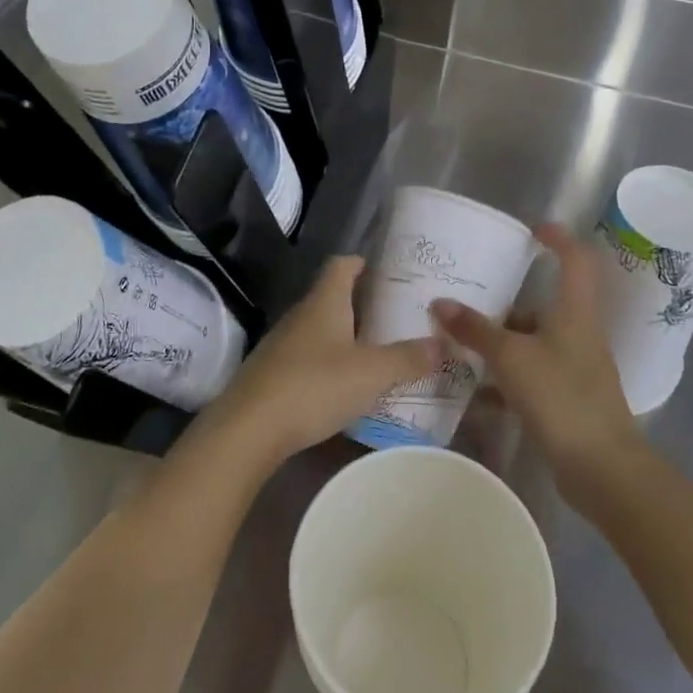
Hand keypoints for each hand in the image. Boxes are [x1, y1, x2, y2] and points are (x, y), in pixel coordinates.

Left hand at [204, 255, 439, 470]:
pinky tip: (347, 386)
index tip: (390, 272)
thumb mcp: (371, 373)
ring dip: (348, 336)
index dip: (365, 263)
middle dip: (364, 304)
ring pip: (321, 329)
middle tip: (398, 317)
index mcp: (324, 302)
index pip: (343, 264)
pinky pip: (308, 358)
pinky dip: (331, 364)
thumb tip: (444, 344)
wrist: (248, 429)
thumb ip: (408, 358)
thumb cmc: (314, 386)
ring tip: (380, 352)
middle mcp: (301, 315)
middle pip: (333, 297)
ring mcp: (282, 345)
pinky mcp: (272, 374)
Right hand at [432, 223, 642, 506]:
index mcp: (574, 312)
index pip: (575, 260)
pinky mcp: (565, 398)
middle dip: (506, 303)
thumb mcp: (511, 357)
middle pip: (542, 306)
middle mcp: (577, 333)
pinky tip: (474, 389)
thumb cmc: (561, 396)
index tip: (532, 229)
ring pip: (532, 343)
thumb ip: (476, 330)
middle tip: (467, 299)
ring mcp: (573, 368)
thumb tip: (441, 304)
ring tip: (459, 343)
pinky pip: (529, 376)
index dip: (558, 239)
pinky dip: (504, 377)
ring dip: (499, 342)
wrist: (602, 467)